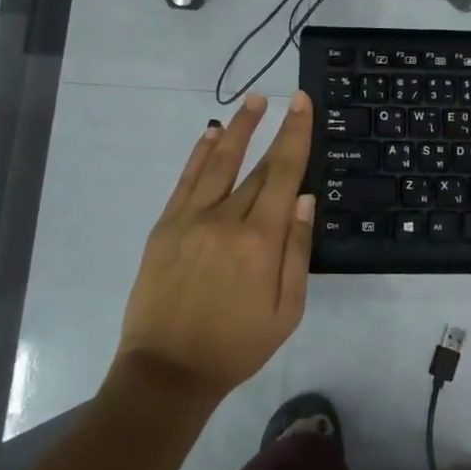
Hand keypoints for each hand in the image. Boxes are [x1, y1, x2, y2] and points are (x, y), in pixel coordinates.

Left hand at [117, 92, 315, 402]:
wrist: (168, 370)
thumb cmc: (237, 345)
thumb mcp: (287, 311)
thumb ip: (296, 251)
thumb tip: (305, 198)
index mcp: (259, 241)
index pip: (283, 174)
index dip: (295, 135)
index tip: (302, 103)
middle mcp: (225, 219)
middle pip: (256, 166)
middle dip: (276, 129)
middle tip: (288, 99)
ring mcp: (190, 219)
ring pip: (219, 162)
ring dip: (237, 128)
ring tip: (253, 100)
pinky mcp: (166, 227)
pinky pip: (186, 180)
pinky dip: (200, 154)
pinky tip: (211, 133)